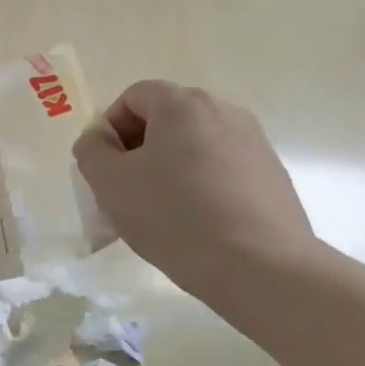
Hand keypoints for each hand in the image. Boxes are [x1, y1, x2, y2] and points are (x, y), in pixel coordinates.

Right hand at [73, 80, 318, 301]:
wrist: (261, 268)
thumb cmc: (174, 215)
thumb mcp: (109, 182)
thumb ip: (92, 151)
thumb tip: (99, 140)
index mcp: (183, 104)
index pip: (133, 97)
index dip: (110, 127)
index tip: (105, 166)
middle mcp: (224, 112)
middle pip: (167, 118)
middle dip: (139, 148)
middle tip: (126, 189)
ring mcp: (255, 144)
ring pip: (194, 145)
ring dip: (169, 168)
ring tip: (160, 210)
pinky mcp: (273, 176)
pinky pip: (221, 169)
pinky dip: (200, 185)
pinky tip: (194, 222)